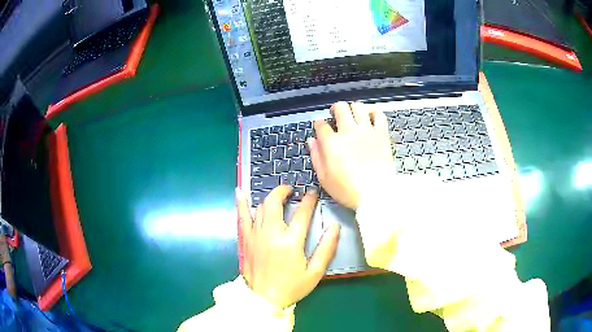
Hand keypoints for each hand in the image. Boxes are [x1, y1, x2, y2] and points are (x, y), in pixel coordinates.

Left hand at [236, 186, 340, 308]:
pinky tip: (240, 191)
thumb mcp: (314, 272)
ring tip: (277, 197)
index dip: (308, 200)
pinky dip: (241, 203)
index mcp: (291, 242)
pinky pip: (242, 216)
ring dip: (270, 199)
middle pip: (275, 203)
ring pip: (260, 207)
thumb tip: (334, 227)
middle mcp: (271, 233)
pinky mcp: (245, 239)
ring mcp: (255, 235)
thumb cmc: (291, 287)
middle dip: (283, 191)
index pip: (301, 213)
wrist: (263, 299)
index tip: (312, 193)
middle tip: (291, 190)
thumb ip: (326, 249)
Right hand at [308, 102, 393, 209]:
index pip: (321, 125)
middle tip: (336, 115)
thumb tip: (312, 141)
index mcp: (332, 142)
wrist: (376, 194)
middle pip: (340, 108)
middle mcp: (348, 131)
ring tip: (353, 114)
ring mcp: (367, 130)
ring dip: (353, 108)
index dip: (319, 124)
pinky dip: (373, 112)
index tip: (320, 127)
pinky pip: (379, 115)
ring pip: (358, 106)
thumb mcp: (324, 178)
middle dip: (335, 109)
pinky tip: (370, 116)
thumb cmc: (348, 190)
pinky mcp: (381, 133)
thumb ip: (316, 156)